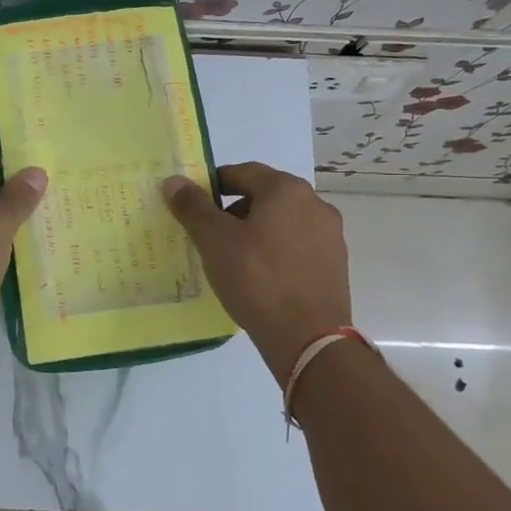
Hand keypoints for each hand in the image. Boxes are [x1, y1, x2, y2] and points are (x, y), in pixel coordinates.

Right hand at [162, 163, 352, 377]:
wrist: (308, 339)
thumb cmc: (257, 279)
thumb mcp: (215, 241)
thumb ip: (193, 207)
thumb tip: (174, 181)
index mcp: (286, 189)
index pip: (241, 172)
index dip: (213, 186)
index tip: (194, 208)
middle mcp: (314, 203)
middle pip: (264, 195)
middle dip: (234, 210)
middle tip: (210, 235)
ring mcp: (330, 234)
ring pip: (282, 221)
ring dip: (256, 230)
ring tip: (234, 259)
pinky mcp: (335, 263)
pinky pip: (297, 245)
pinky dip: (276, 251)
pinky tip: (260, 276)